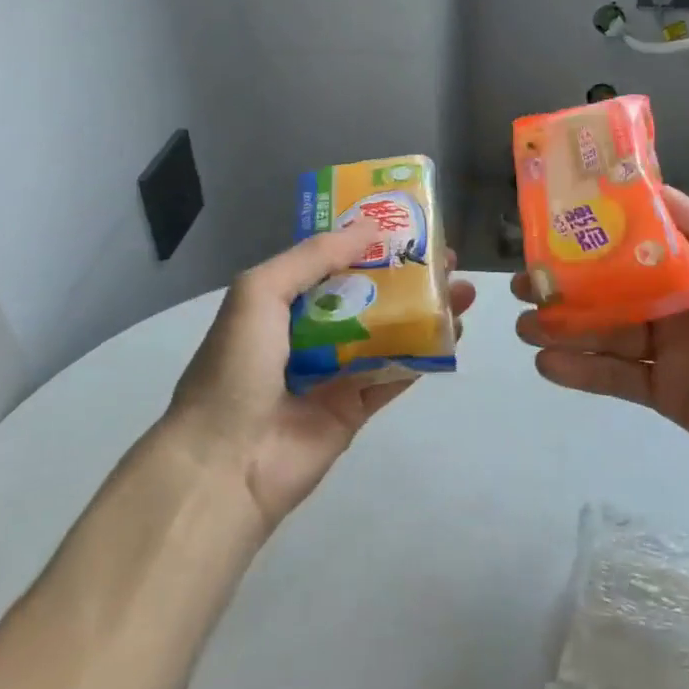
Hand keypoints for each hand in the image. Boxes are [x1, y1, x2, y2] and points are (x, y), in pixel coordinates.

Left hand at [169, 227, 476, 528]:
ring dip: (428, 310)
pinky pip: (397, 374)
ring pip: (392, 332)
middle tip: (448, 259)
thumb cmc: (236, 367)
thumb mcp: (260, 292)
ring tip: (463, 291)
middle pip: (372, 295)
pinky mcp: (357, 408)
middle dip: (410, 275)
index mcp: (286, 303)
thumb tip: (371, 228)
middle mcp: (313, 332)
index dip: (372, 242)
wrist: (224, 463)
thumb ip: (314, 256)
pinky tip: (454, 334)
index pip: (336, 262)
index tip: (410, 225)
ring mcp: (338, 372)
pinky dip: (426, 354)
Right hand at [515, 189, 688, 496]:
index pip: (641, 242)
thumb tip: (653, 190)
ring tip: (524, 323)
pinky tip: (547, 364)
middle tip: (526, 282)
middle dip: (569, 283)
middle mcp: (682, 303)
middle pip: (614, 288)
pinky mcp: (667, 394)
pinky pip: (616, 378)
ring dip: (565, 326)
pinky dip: (581, 371)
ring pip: (607, 332)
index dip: (600, 233)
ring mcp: (671, 351)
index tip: (557, 225)